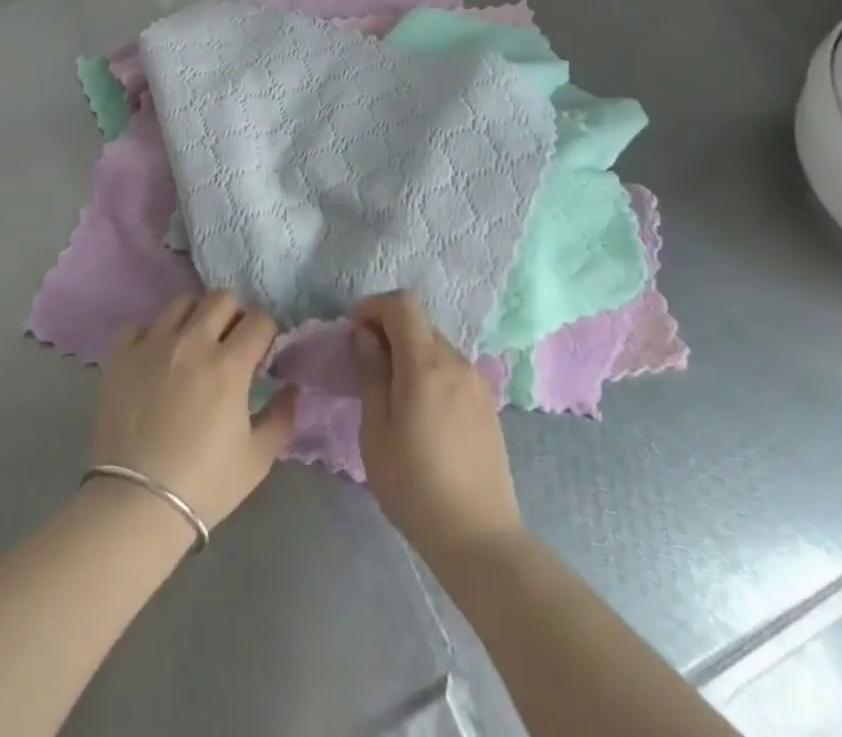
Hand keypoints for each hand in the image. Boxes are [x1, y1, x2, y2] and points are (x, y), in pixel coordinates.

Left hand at [94, 292, 298, 528]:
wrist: (136, 505)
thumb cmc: (204, 484)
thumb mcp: (257, 458)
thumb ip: (282, 416)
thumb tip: (292, 388)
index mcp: (229, 364)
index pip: (260, 319)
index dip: (267, 333)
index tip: (262, 353)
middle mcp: (192, 342)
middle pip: (221, 299)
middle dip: (235, 315)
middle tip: (231, 343)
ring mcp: (152, 344)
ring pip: (182, 302)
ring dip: (196, 317)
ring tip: (194, 345)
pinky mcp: (121, 356)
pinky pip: (140, 326)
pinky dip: (153, 335)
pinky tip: (157, 358)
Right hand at [352, 291, 522, 566]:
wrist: (479, 538)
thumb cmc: (415, 486)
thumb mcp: (376, 431)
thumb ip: (372, 374)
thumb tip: (367, 337)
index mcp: (426, 363)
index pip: (403, 303)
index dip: (374, 307)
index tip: (355, 333)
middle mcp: (455, 362)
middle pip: (419, 323)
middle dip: (389, 331)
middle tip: (367, 366)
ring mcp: (476, 382)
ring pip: (436, 346)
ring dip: (410, 352)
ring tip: (392, 393)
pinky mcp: (487, 404)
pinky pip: (452, 369)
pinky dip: (430, 372)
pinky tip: (421, 412)